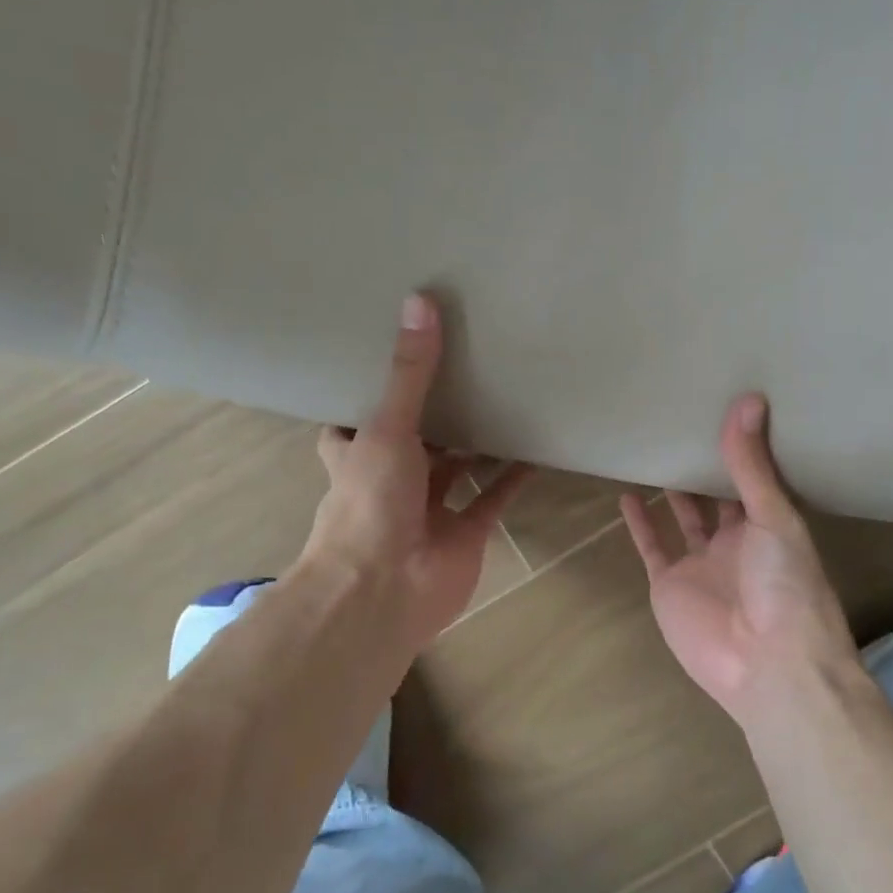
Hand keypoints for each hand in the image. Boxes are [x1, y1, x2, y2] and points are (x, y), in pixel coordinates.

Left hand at [301, 293, 528, 654]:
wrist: (385, 590)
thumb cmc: (371, 504)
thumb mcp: (386, 428)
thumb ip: (410, 374)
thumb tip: (420, 301)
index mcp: (359, 455)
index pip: (356, 419)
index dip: (370, 392)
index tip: (395, 356)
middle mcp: (393, 479)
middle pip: (416, 440)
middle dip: (438, 413)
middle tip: (468, 367)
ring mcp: (431, 508)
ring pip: (458, 469)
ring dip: (478, 443)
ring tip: (506, 399)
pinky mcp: (466, 532)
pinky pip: (494, 498)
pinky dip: (513, 477)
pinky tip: (535, 449)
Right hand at [620, 394, 859, 727]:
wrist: (767, 664)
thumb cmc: (786, 585)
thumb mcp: (773, 518)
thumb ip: (753, 465)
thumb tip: (749, 399)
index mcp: (769, 525)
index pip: (753, 478)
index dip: (740, 448)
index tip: (723, 407)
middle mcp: (735, 542)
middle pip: (715, 496)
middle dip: (702, 465)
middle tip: (682, 419)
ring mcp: (700, 564)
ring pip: (682, 518)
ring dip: (670, 489)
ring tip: (652, 448)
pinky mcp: (669, 584)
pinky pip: (651, 546)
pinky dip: (639, 522)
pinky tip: (627, 492)